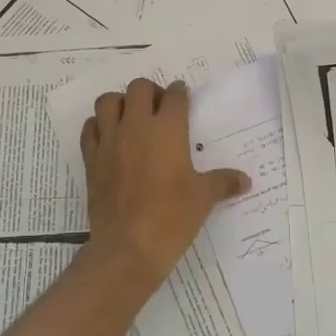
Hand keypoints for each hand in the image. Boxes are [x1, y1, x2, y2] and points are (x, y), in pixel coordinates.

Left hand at [80, 78, 250, 288]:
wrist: (128, 247)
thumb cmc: (172, 218)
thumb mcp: (203, 199)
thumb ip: (223, 182)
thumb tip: (245, 180)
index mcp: (168, 130)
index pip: (174, 96)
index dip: (180, 93)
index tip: (183, 99)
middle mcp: (136, 126)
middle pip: (139, 88)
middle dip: (151, 92)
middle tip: (159, 109)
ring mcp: (110, 141)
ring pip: (108, 101)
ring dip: (120, 103)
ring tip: (131, 118)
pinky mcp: (91, 159)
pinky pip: (90, 129)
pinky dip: (98, 126)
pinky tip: (109, 138)